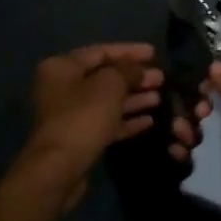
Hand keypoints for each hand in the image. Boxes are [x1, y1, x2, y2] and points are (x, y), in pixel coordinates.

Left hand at [24, 43, 164, 207]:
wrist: (59, 168)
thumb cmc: (83, 118)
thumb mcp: (110, 85)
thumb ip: (127, 70)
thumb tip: (138, 68)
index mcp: (62, 67)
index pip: (101, 51)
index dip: (130, 51)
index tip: (155, 53)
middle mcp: (62, 87)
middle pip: (105, 76)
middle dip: (135, 77)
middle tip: (161, 79)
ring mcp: (69, 114)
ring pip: (107, 101)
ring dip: (134, 98)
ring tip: (160, 98)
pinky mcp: (78, 138)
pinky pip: (106, 122)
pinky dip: (126, 120)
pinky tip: (149, 121)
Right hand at [182, 61, 220, 220]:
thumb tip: (215, 66)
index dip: (219, 87)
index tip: (200, 86)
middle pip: (219, 117)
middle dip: (200, 110)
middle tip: (192, 113)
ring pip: (207, 141)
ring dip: (189, 133)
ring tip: (180, 134)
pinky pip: (202, 168)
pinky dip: (186, 159)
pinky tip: (176, 153)